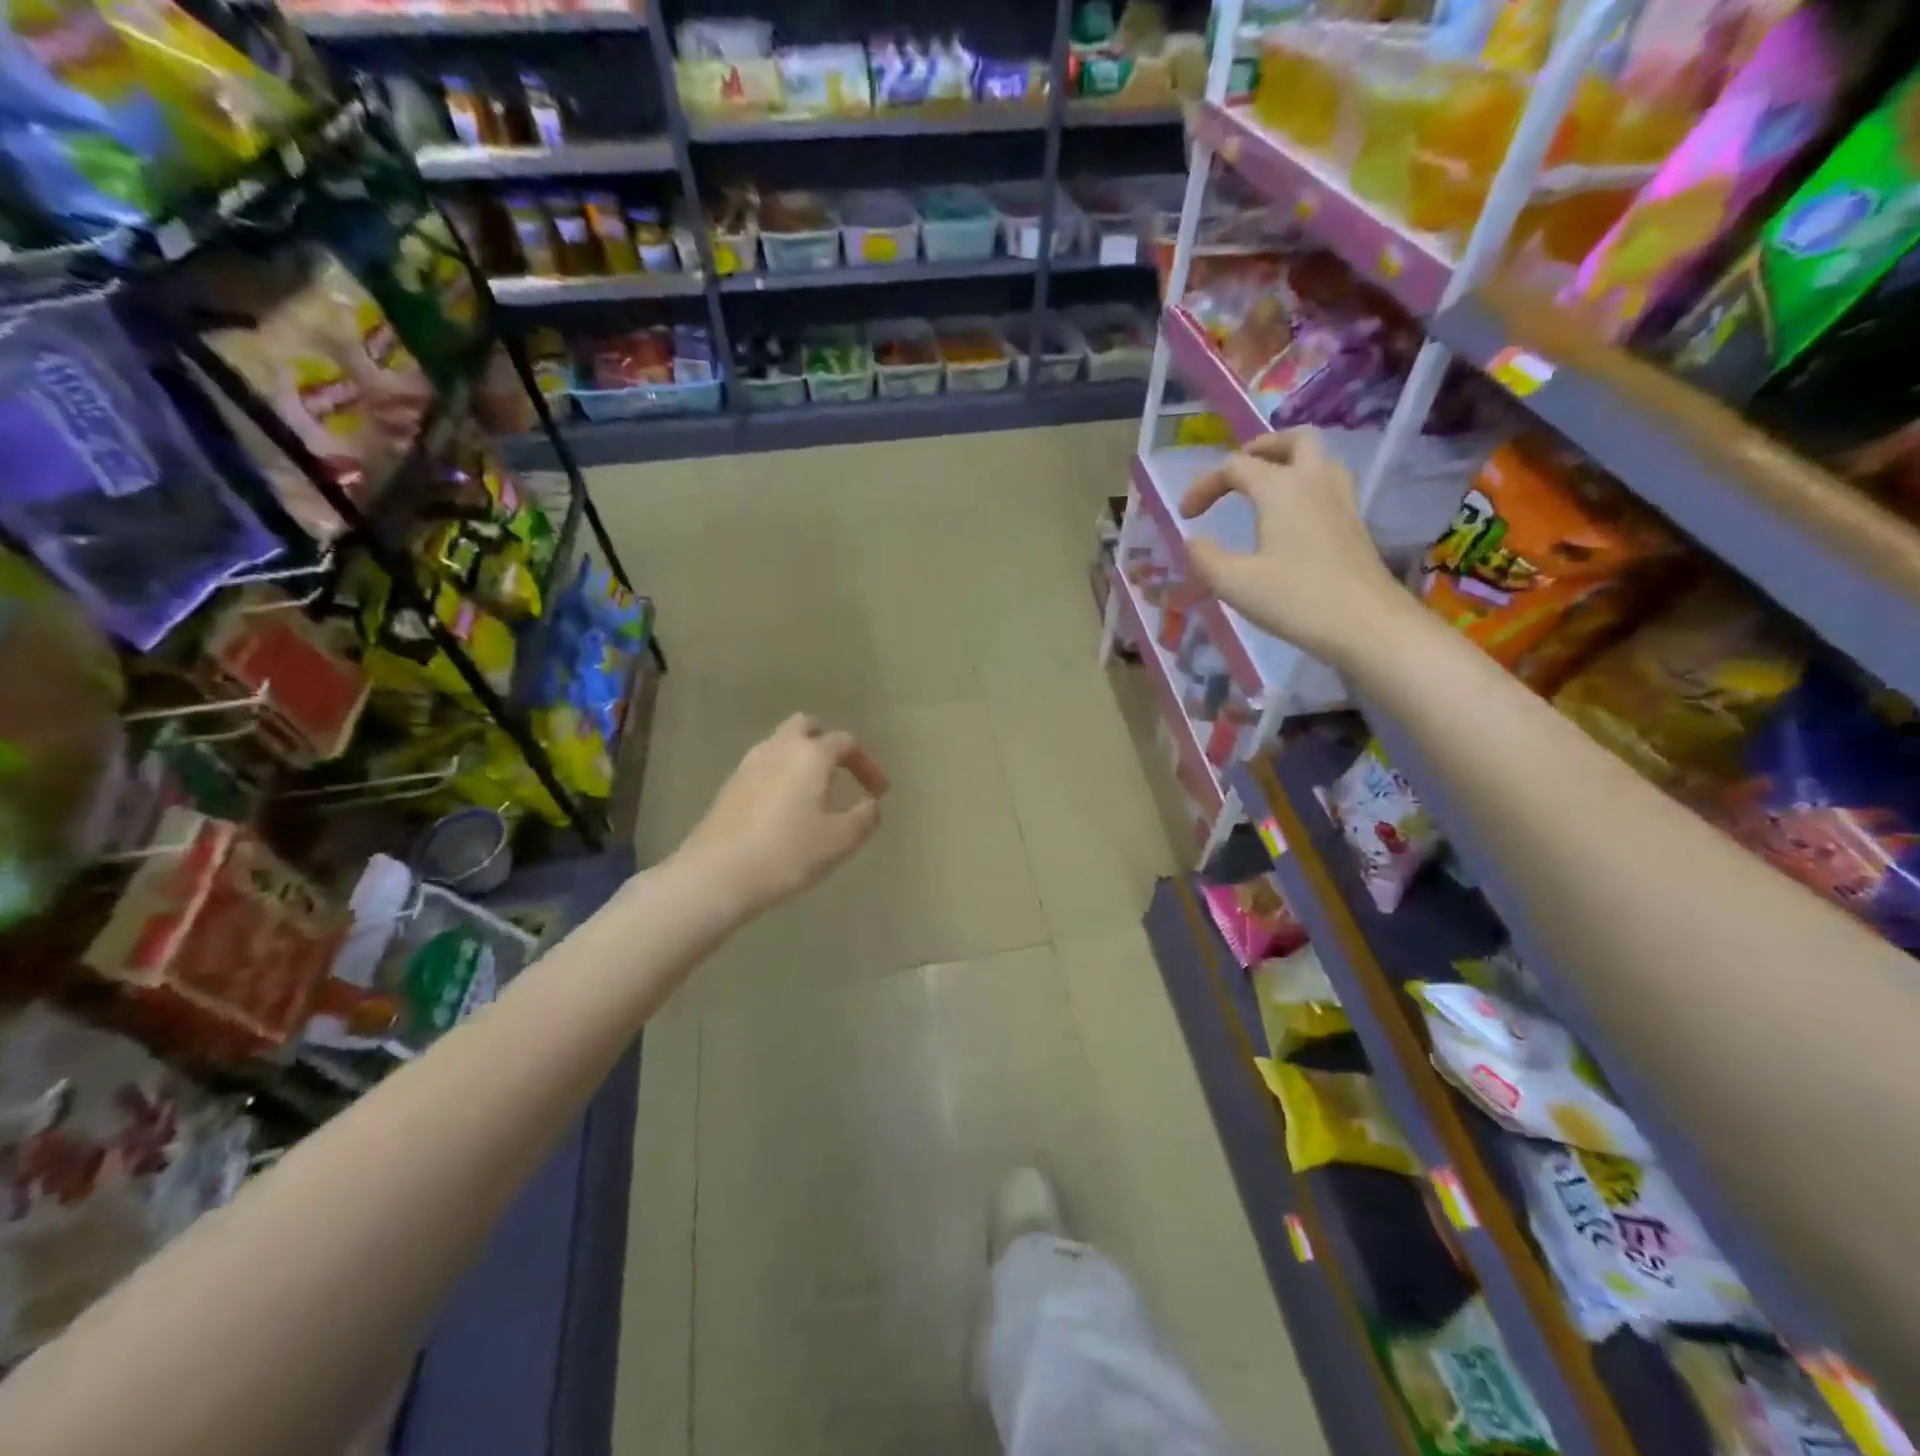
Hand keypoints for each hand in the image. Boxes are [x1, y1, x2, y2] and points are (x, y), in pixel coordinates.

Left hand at [677, 714, 889, 919]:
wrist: (717, 874)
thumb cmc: (788, 853)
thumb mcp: (839, 841)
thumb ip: (865, 818)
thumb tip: (872, 804)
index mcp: (811, 754)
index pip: (846, 742)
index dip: (867, 764)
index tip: (879, 792)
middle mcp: (779, 748)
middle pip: (807, 726)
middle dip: (828, 743)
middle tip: (842, 772)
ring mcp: (749, 764)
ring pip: (781, 744)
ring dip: (802, 758)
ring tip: (815, 791)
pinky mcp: (730, 785)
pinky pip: (763, 766)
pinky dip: (781, 774)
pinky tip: (785, 807)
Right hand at [1178, 429, 1407, 670]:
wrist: (1365, 625)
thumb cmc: (1294, 599)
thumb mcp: (1233, 583)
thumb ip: (1205, 558)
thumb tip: (1194, 541)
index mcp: (1281, 488)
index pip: (1235, 467)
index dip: (1204, 485)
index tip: (1185, 516)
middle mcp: (1315, 482)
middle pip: (1294, 441)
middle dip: (1263, 448)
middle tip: (1239, 470)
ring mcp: (1342, 502)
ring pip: (1320, 460)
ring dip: (1290, 463)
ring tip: (1267, 487)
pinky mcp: (1356, 526)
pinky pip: (1331, 487)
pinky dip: (1307, 488)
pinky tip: (1294, 518)